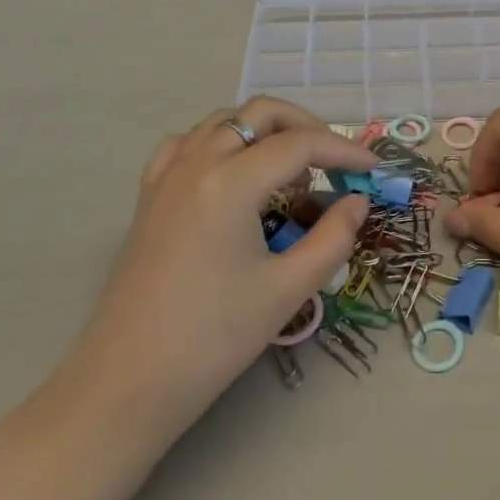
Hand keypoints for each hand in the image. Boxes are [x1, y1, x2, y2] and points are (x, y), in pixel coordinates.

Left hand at [75, 98, 377, 424]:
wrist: (126, 386)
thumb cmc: (211, 339)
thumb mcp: (286, 291)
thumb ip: (333, 238)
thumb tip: (357, 202)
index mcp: (231, 182)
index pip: (300, 144)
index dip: (343, 149)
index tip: (373, 167)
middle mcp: (196, 162)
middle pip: (261, 113)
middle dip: (305, 126)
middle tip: (334, 161)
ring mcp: (167, 175)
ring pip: (224, 121)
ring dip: (264, 131)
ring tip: (289, 172)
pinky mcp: (149, 196)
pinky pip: (187, 144)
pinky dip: (220, 143)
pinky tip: (231, 174)